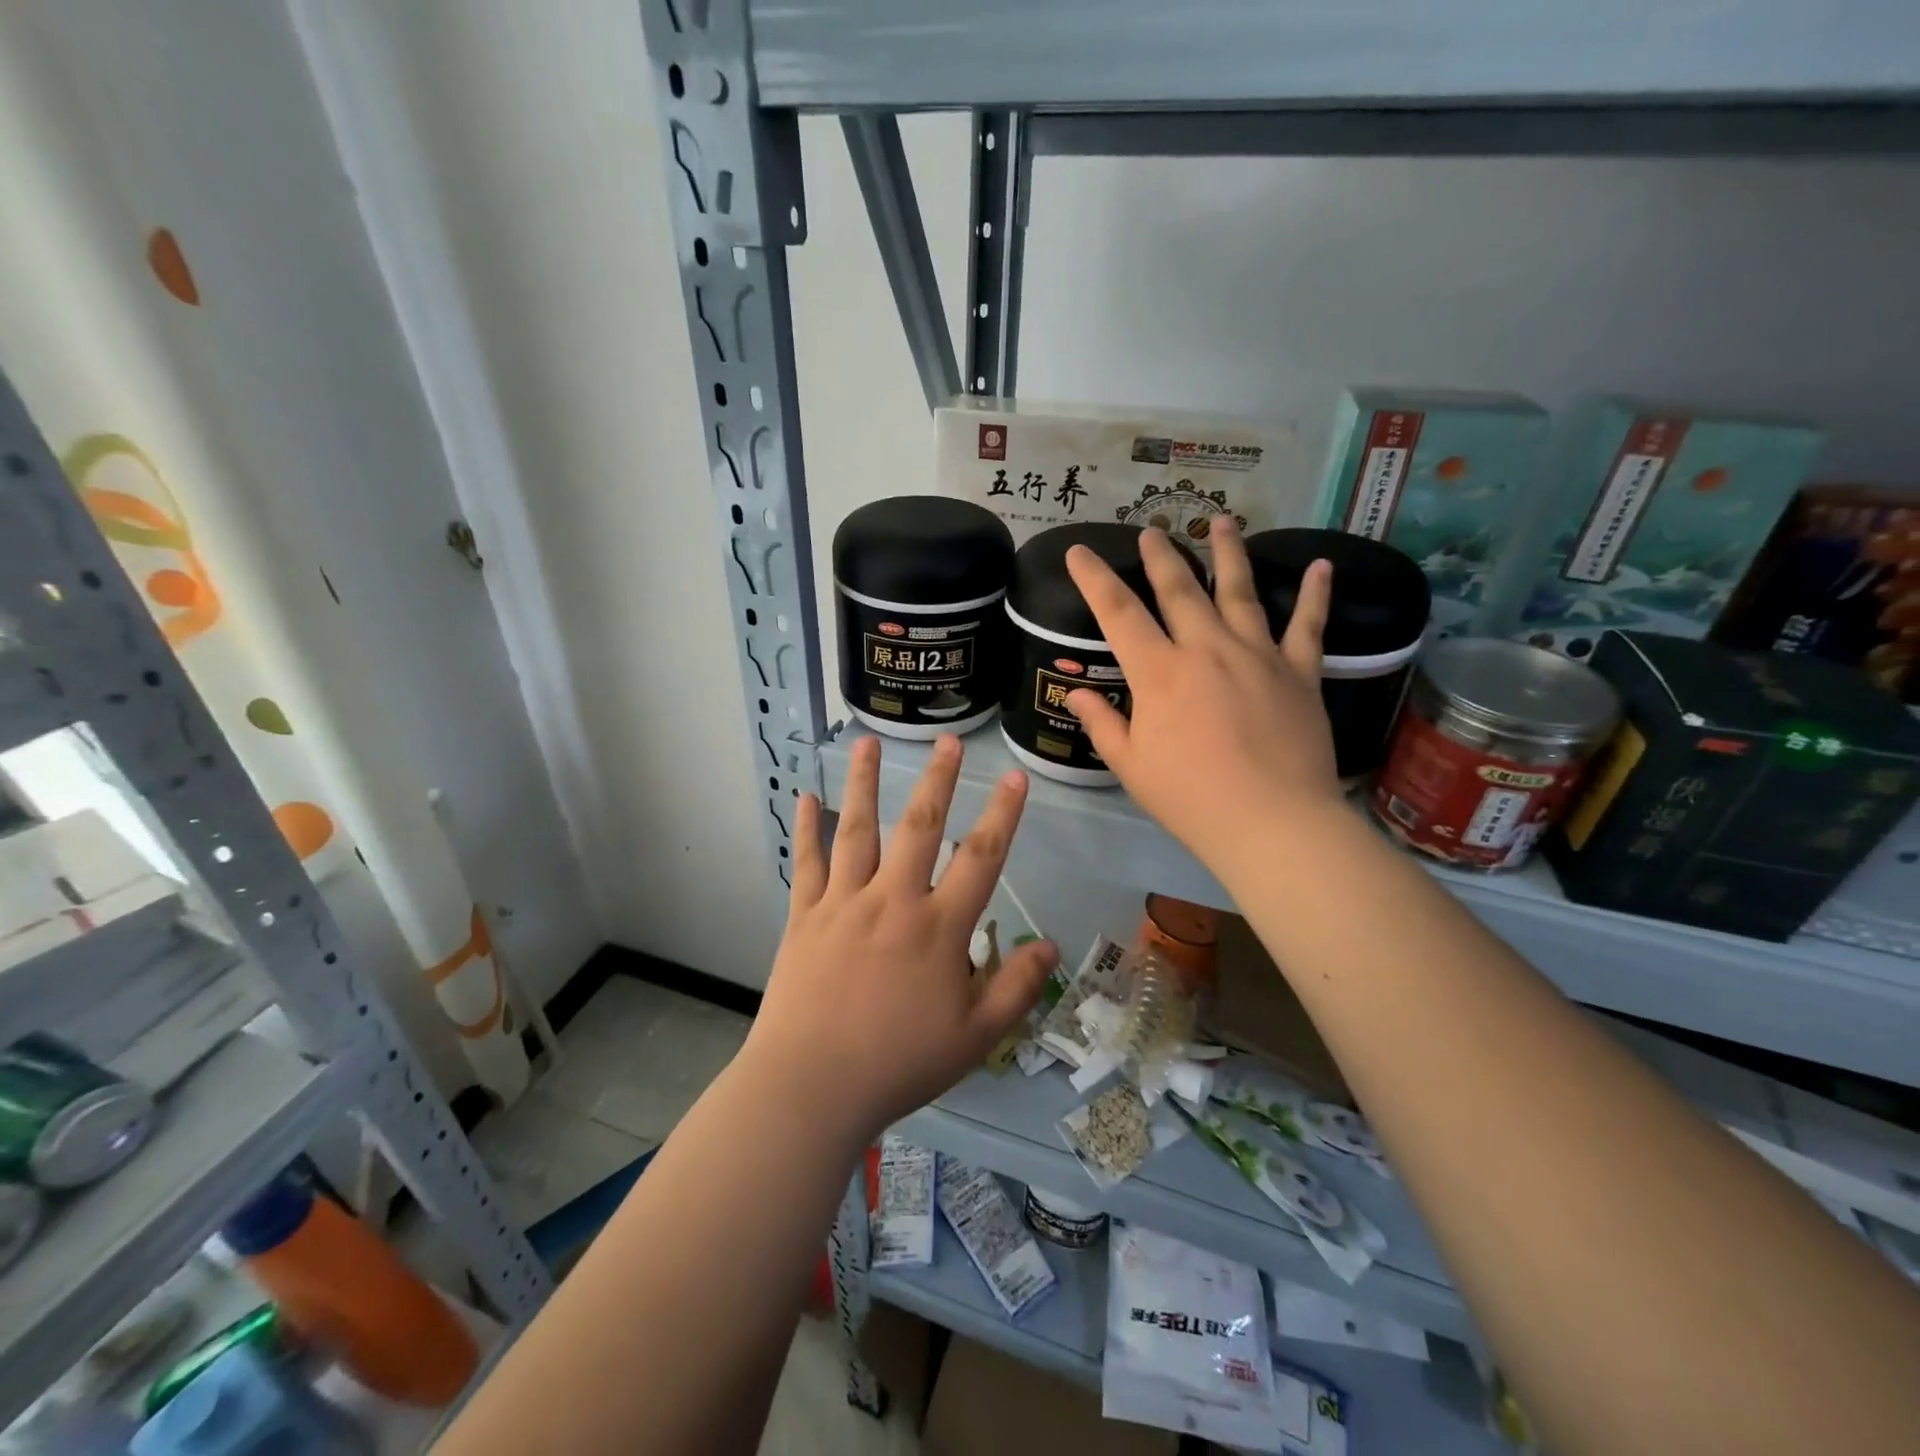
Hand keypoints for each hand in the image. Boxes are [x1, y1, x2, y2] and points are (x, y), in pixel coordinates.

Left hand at [745, 734, 1059, 1143]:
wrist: (811, 1087)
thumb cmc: (899, 1064)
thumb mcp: (975, 1037)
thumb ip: (1016, 988)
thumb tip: (1050, 945)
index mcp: (938, 928)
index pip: (981, 859)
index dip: (1003, 815)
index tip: (1015, 778)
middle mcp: (892, 901)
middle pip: (919, 827)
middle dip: (937, 780)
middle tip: (947, 740)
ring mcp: (844, 903)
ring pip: (856, 830)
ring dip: (863, 783)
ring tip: (866, 741)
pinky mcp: (804, 916)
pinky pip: (806, 863)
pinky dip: (805, 828)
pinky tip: (804, 795)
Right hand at [1064, 517, 1342, 873]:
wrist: (1272, 822)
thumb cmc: (1190, 798)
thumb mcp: (1130, 766)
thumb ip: (1102, 723)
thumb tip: (1077, 693)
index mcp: (1159, 672)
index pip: (1118, 613)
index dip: (1094, 578)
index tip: (1078, 551)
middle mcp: (1206, 648)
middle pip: (1180, 589)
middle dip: (1161, 556)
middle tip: (1152, 529)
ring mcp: (1257, 654)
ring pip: (1240, 591)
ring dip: (1229, 553)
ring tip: (1223, 520)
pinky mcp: (1299, 671)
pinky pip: (1308, 625)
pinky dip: (1315, 594)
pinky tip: (1322, 565)